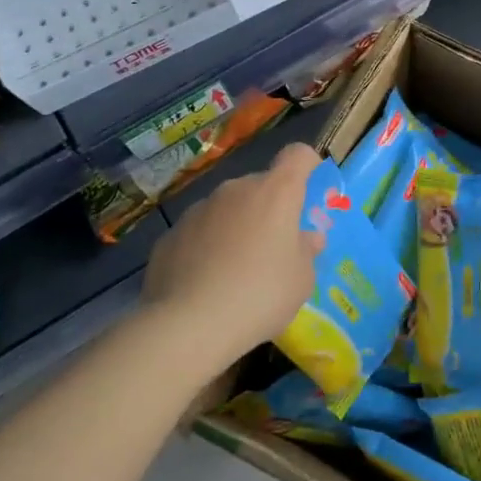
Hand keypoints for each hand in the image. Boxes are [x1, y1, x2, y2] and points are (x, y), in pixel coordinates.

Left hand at [141, 142, 323, 374]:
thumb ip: (306, 251)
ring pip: (227, 209)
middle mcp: (236, 190)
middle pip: (260, 186)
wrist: (188, 325)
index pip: (297, 155)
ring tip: (234, 270)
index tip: (310, 187)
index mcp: (276, 193)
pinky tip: (204, 282)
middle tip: (273, 247)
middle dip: (269, 209)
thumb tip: (306, 238)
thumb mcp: (301, 280)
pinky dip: (205, 247)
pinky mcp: (170, 234)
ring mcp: (199, 209)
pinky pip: (198, 232)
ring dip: (236, 227)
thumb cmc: (260, 295)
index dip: (307, 165)